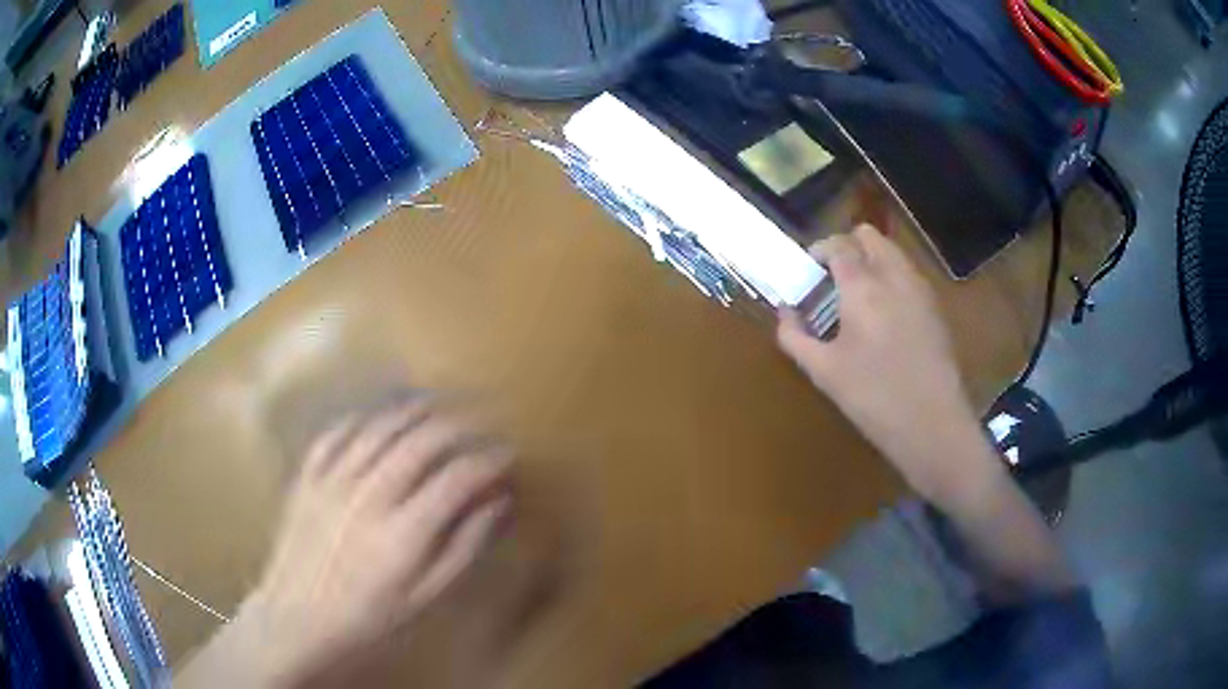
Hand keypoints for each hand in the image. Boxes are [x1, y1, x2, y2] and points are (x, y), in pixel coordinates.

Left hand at [228, 399, 512, 686]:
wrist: (297, 617)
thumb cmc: (368, 616)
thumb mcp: (425, 598)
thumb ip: (462, 549)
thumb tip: (496, 505)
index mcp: (403, 533)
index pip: (457, 479)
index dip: (488, 460)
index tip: (507, 454)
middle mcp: (369, 496)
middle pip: (421, 442)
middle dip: (459, 423)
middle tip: (481, 418)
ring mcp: (333, 481)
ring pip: (381, 428)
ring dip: (415, 410)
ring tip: (439, 401)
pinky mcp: (308, 476)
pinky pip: (337, 433)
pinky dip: (363, 418)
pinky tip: (378, 416)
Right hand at [777, 225, 992, 500]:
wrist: (933, 425)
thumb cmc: (874, 399)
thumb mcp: (824, 372)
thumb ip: (795, 336)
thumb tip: (786, 313)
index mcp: (863, 286)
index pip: (837, 244)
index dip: (818, 251)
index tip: (808, 273)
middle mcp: (894, 275)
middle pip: (869, 235)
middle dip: (847, 247)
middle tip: (833, 281)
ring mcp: (920, 288)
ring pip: (892, 251)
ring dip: (871, 261)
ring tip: (858, 299)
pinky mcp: (935, 307)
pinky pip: (908, 274)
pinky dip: (891, 278)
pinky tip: (885, 317)